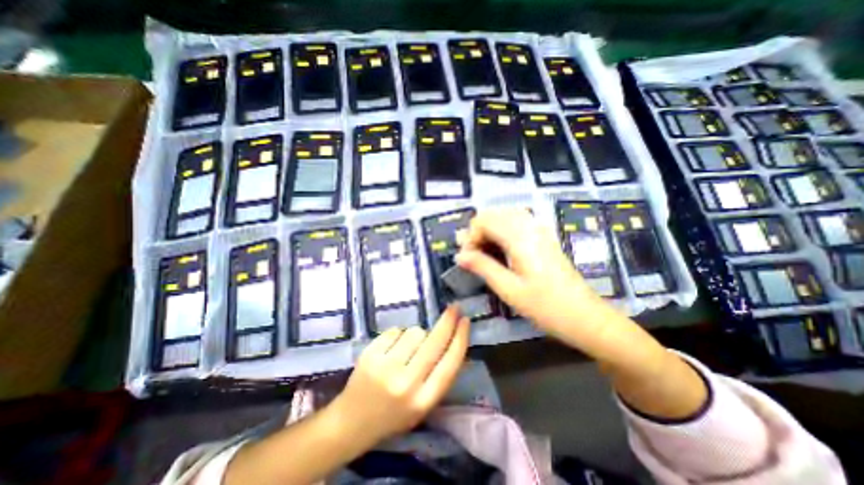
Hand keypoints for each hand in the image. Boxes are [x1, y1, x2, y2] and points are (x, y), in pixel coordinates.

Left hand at [332, 307, 468, 446]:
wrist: (352, 422)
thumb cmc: (393, 414)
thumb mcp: (423, 404)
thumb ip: (440, 376)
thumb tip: (454, 340)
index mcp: (424, 400)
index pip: (450, 363)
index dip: (461, 338)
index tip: (466, 321)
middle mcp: (406, 383)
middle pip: (434, 342)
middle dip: (448, 321)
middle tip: (454, 307)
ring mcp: (386, 367)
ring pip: (415, 331)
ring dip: (417, 334)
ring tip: (407, 349)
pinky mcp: (369, 354)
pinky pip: (396, 330)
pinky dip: (398, 335)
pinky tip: (391, 349)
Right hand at [458, 209, 707, 420]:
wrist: (585, 316)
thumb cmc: (545, 306)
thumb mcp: (509, 289)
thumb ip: (482, 267)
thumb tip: (459, 255)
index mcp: (520, 238)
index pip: (485, 221)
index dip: (471, 237)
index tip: (467, 258)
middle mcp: (529, 227)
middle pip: (494, 214)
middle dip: (477, 231)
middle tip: (472, 255)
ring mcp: (539, 230)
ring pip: (505, 216)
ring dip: (489, 229)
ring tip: (482, 251)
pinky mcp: (544, 237)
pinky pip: (517, 222)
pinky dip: (502, 230)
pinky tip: (500, 247)